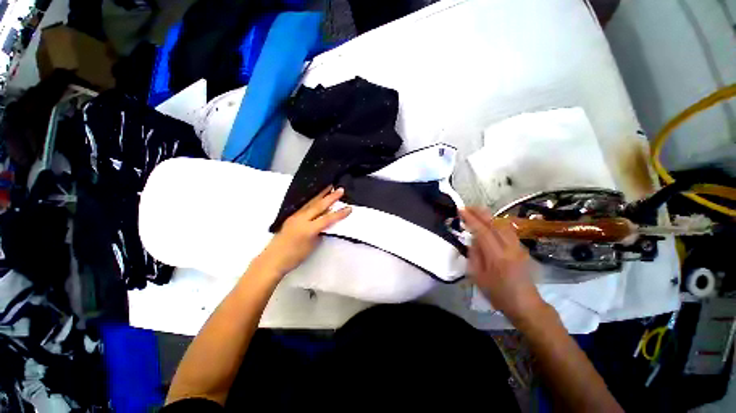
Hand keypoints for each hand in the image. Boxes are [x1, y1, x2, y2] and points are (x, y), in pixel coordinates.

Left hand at [254, 187, 351, 275]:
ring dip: (321, 195)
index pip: (328, 219)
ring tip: (328, 187)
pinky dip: (313, 200)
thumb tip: (324, 224)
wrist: (273, 259)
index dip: (340, 214)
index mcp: (309, 229)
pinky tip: (316, 198)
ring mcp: (295, 216)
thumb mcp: (312, 245)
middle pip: (319, 206)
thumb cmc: (294, 256)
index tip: (349, 208)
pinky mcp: (291, 217)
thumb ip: (320, 232)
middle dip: (331, 197)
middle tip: (340, 190)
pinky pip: (305, 206)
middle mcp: (302, 219)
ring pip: (311, 203)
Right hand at [460, 207, 547, 325]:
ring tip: (475, 212)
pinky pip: (508, 230)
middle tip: (467, 207)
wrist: (526, 305)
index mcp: (497, 257)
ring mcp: (519, 247)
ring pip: (503, 224)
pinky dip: (496, 222)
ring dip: (488, 216)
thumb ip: (474, 255)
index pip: (483, 231)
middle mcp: (510, 248)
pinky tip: (489, 223)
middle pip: (495, 223)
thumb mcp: (478, 277)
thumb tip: (472, 239)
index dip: (471, 219)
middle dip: (480, 212)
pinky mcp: (522, 248)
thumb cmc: (498, 294)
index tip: (460, 210)